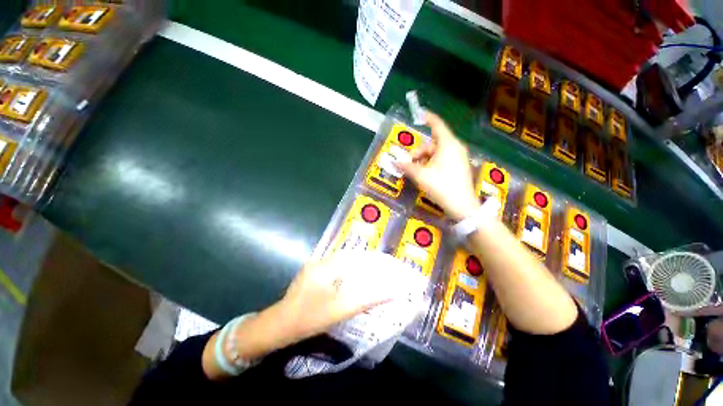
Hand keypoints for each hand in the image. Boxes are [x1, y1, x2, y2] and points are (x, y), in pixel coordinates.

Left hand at [276, 251, 403, 343]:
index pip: (355, 255)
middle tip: (381, 272)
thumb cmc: (309, 317)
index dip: (371, 259)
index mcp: (327, 265)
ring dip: (355, 269)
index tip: (385, 264)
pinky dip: (346, 275)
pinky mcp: (312, 277)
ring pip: (341, 264)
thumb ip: (367, 299)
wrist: (278, 327)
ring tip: (370, 276)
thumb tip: (392, 292)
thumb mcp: (341, 309)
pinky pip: (334, 271)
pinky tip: (351, 284)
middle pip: (349, 258)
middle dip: (365, 264)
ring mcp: (315, 268)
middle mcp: (321, 262)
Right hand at [395, 112, 478, 220]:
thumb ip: (407, 167)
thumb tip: (394, 162)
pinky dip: (431, 163)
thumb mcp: (421, 176)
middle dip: (418, 152)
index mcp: (448, 144)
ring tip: (415, 172)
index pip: (437, 125)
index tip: (419, 114)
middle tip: (407, 163)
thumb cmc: (442, 187)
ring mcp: (458, 158)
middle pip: (432, 143)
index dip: (428, 118)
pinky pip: (442, 160)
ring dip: (423, 159)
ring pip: (436, 153)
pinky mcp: (458, 167)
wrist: (463, 206)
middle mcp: (455, 148)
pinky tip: (424, 174)